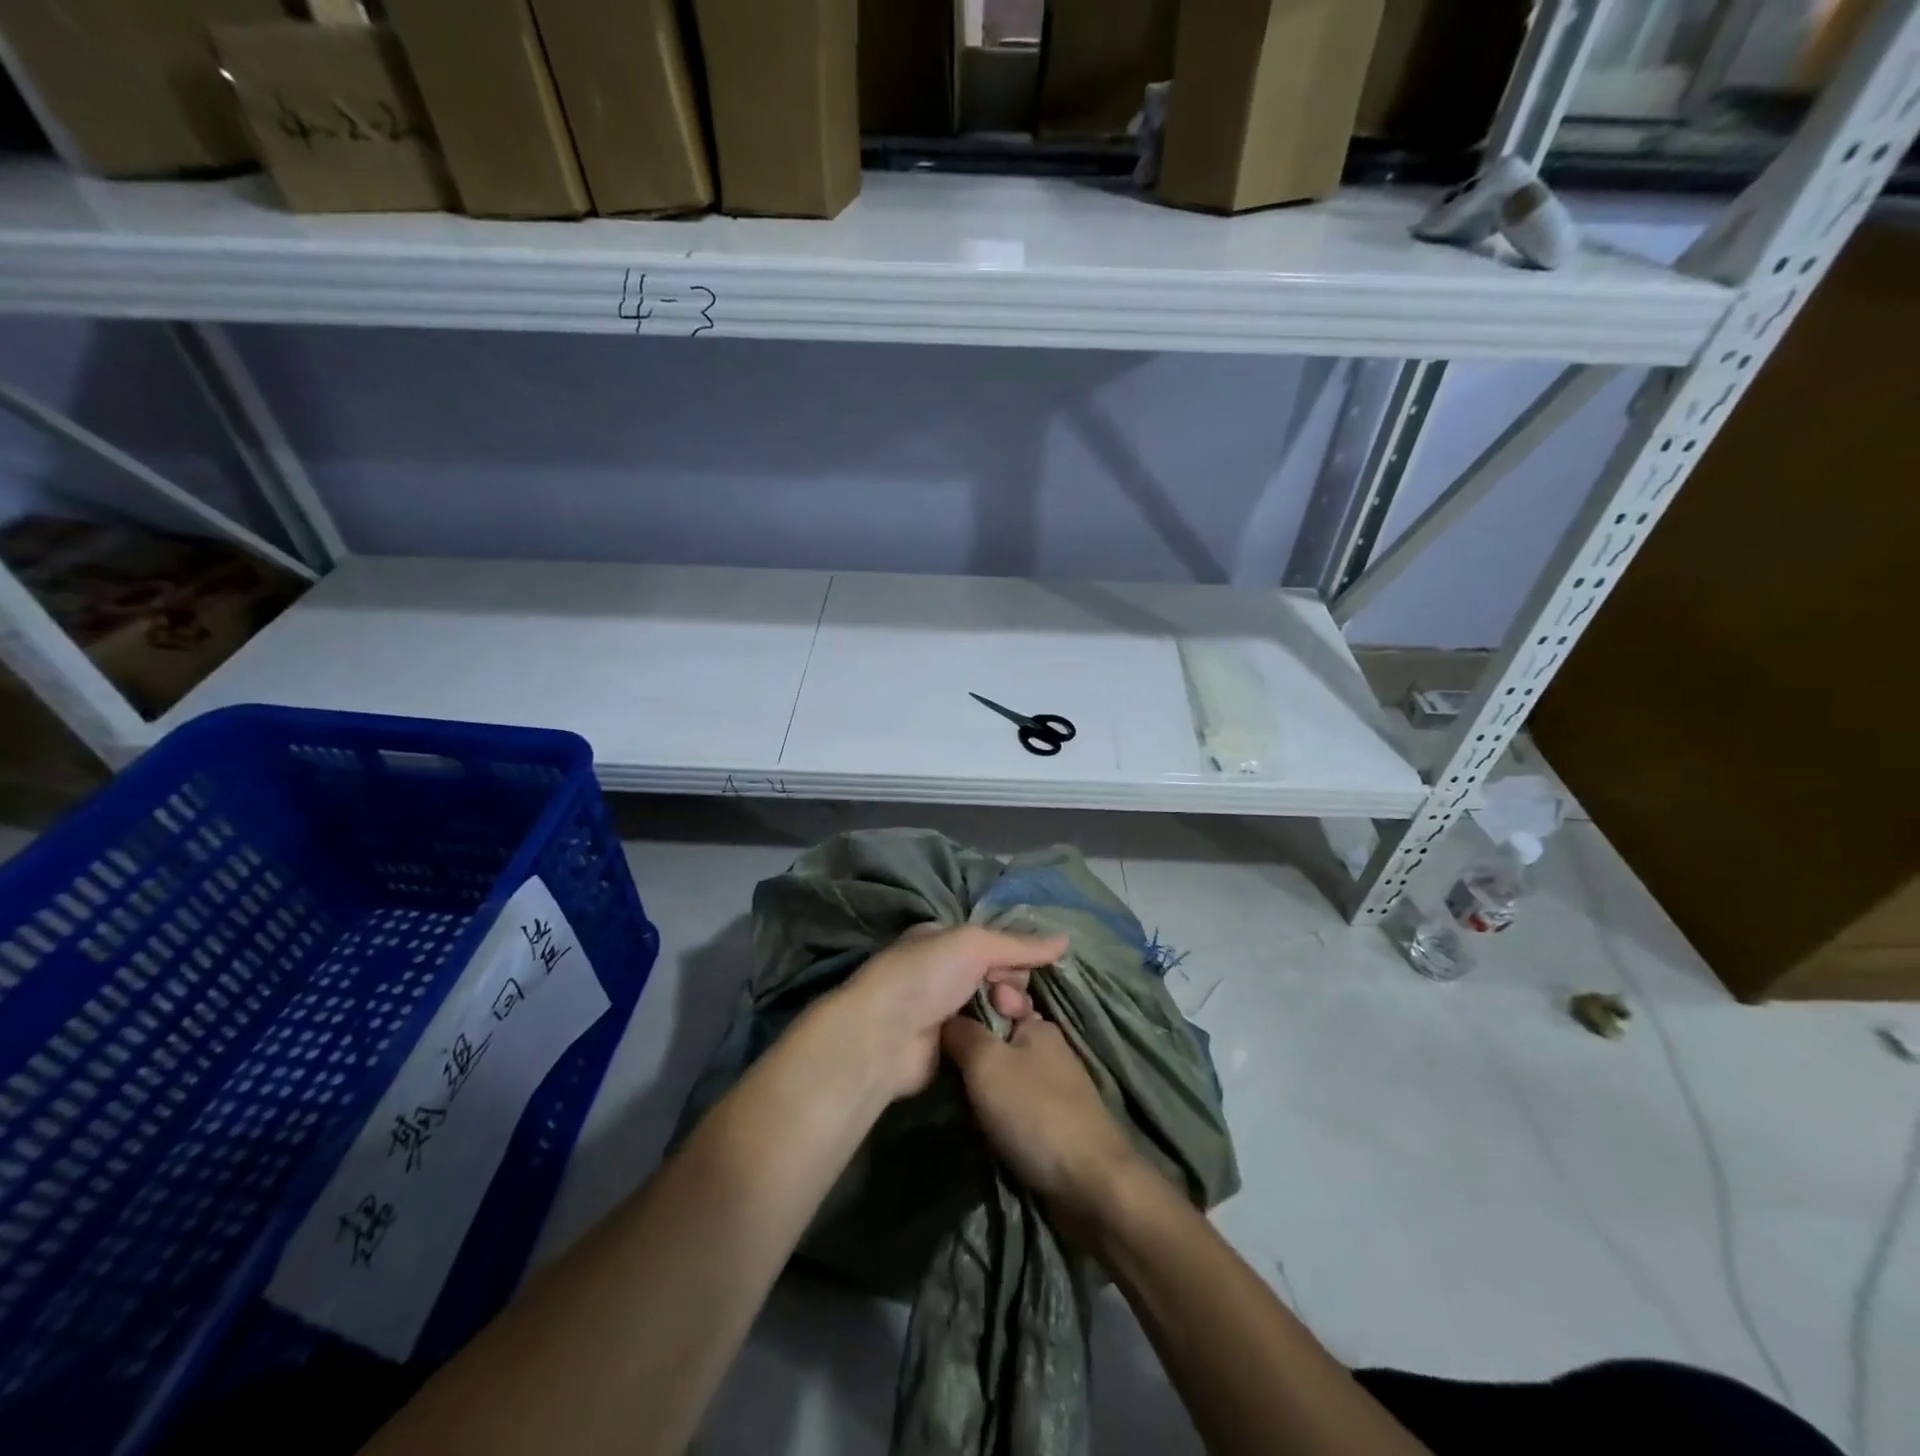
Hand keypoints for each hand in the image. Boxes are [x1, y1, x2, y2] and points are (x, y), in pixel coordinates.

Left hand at [841, 925, 1067, 1100]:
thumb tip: (1065, 939)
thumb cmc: (925, 975)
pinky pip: (987, 1034)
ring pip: (996, 1005)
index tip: (1024, 968)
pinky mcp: (951, 1045)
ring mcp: (946, 1009)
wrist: (884, 1036)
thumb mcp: (974, 944)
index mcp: (944, 939)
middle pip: (998, 974)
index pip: (994, 941)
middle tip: (1005, 997)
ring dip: (1006, 1010)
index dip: (1013, 954)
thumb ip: (1020, 944)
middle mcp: (944, 971)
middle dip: (1010, 984)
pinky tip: (1007, 1040)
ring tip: (1005, 1017)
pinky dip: (998, 1035)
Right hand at [942, 1011, 1145, 1238]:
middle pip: (997, 1042)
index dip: (965, 1015)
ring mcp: (1056, 1087)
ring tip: (956, 1104)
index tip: (938, 1033)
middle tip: (941, 1074)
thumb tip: (945, 1018)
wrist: (1091, 1186)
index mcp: (1038, 1024)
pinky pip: (1016, 1108)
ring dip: (982, 1092)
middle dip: (971, 1058)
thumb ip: (962, 1033)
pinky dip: (998, 1117)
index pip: (993, 1002)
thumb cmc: (1035, 1112)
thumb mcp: (986, 1062)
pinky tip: (981, 1128)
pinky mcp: (1057, 1122)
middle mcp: (1049, 1049)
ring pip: (1005, 1077)